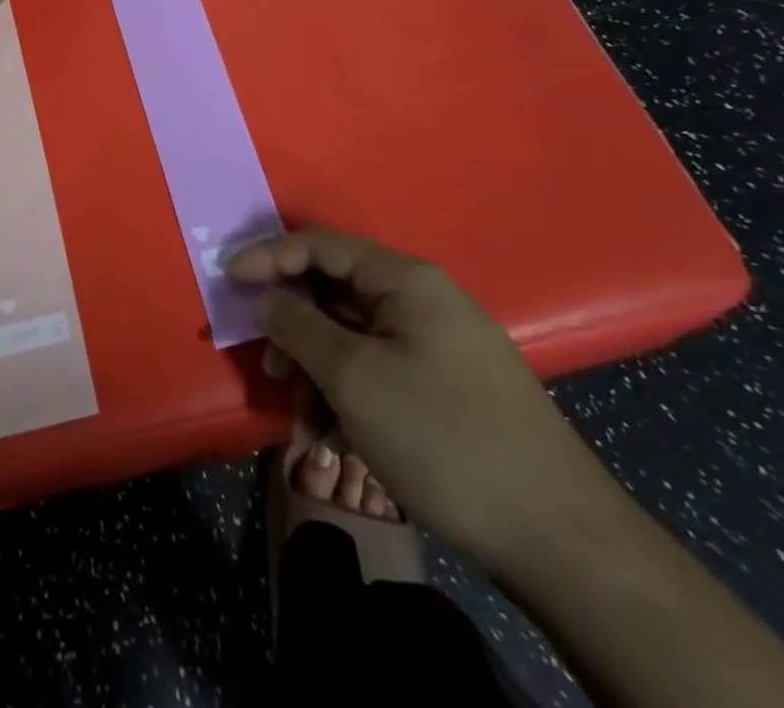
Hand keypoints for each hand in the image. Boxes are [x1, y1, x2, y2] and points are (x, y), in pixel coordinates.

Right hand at [227, 227, 620, 571]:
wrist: (557, 538)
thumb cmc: (442, 437)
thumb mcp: (354, 378)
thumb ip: (298, 326)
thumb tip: (263, 297)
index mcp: (405, 280)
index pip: (320, 244)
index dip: (267, 257)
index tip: (225, 280)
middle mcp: (421, 300)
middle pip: (335, 292)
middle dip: (294, 327)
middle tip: (270, 366)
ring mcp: (437, 344)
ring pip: (353, 338)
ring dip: (319, 371)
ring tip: (306, 421)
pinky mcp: (445, 386)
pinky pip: (378, 371)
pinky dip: (349, 395)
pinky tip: (338, 437)